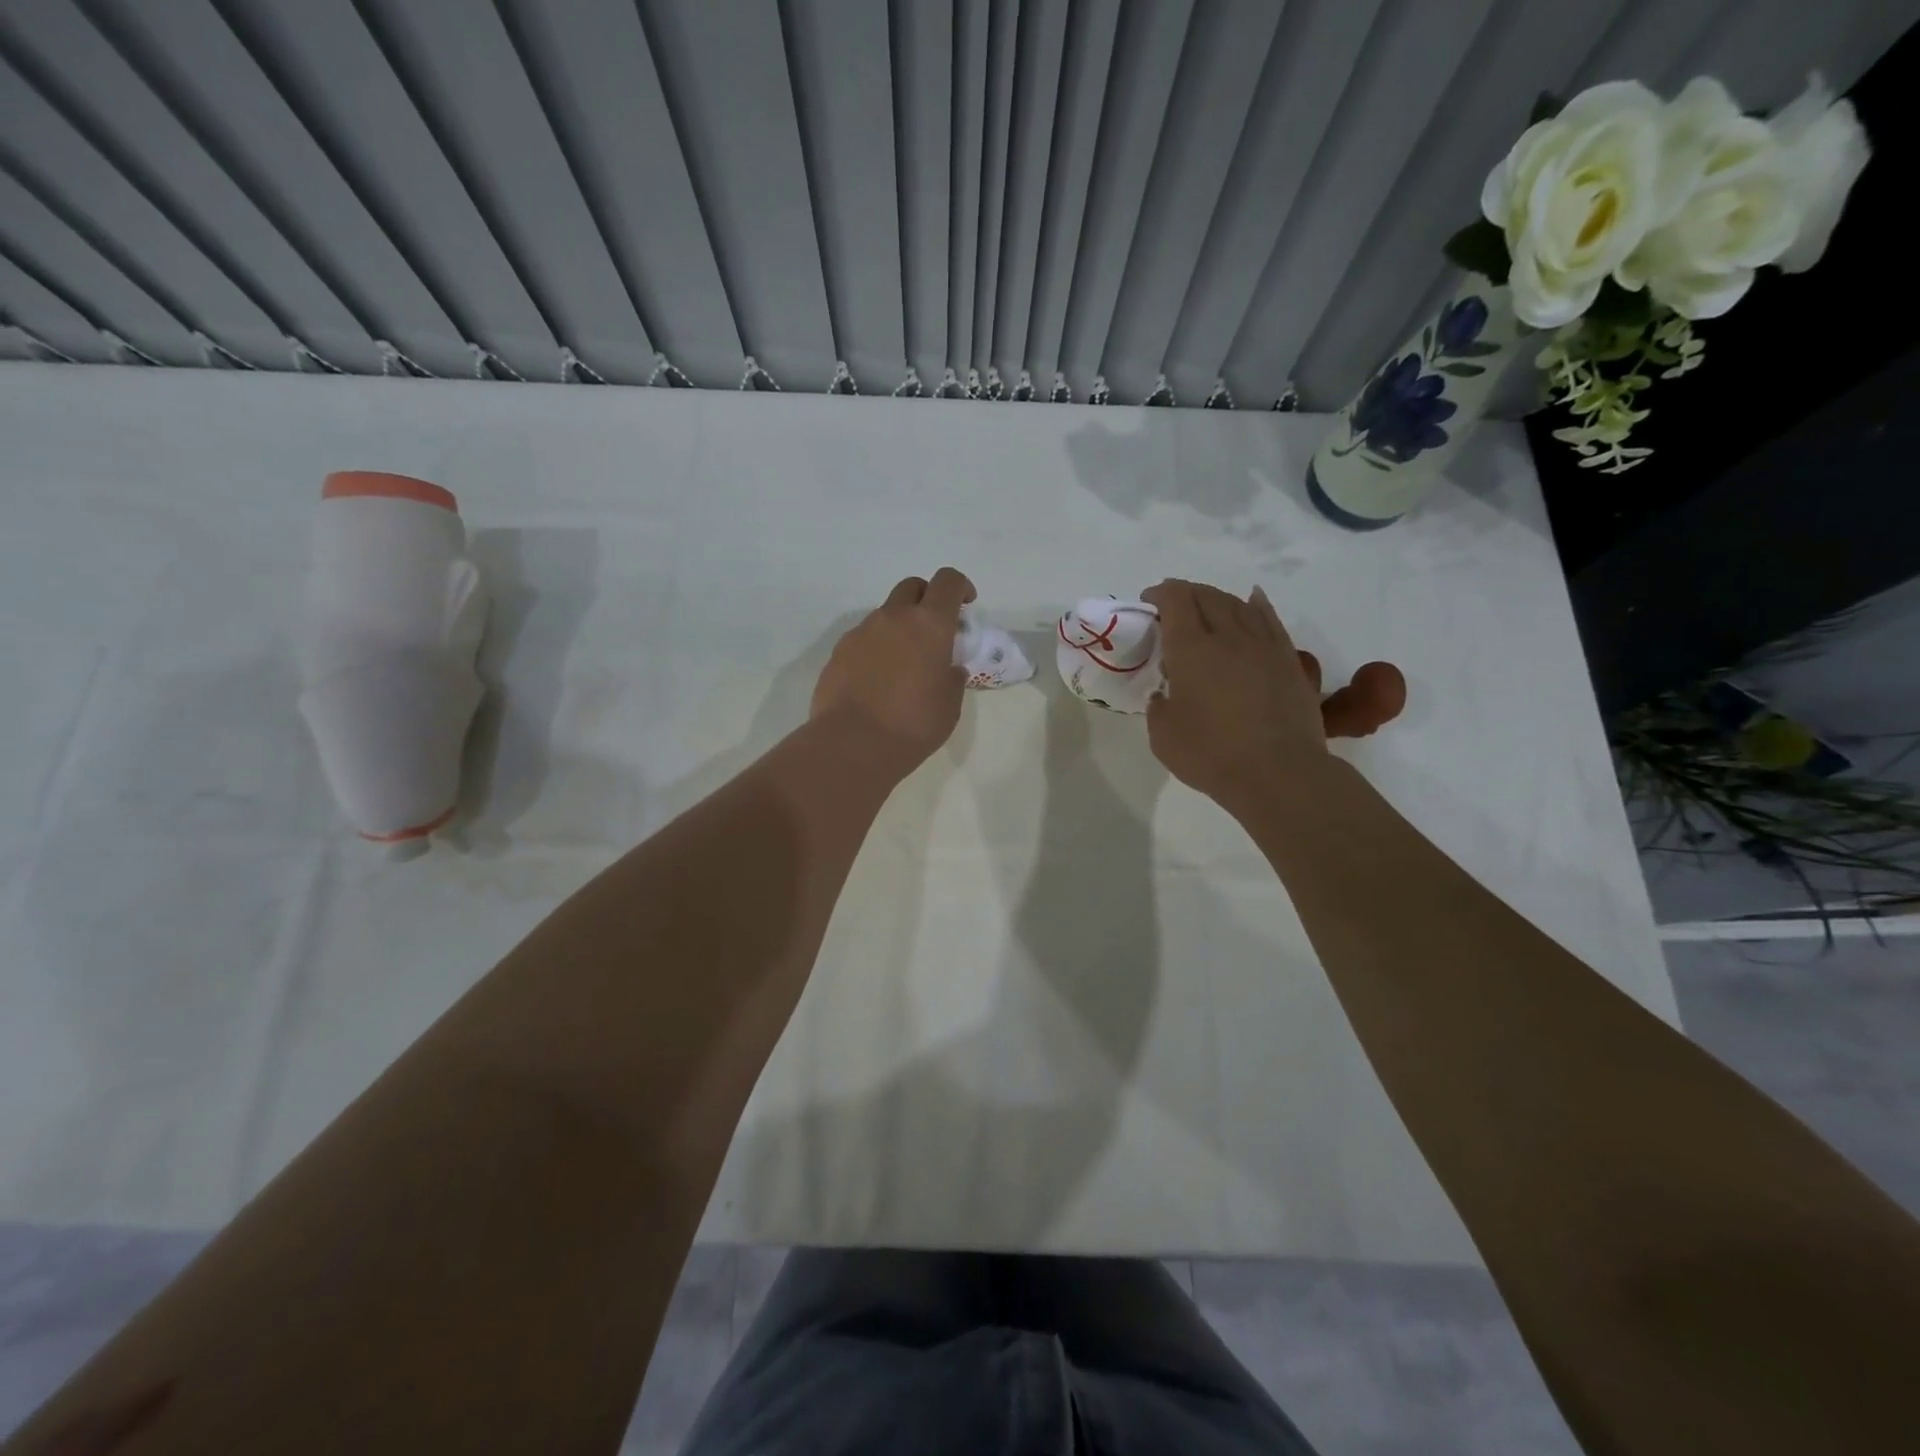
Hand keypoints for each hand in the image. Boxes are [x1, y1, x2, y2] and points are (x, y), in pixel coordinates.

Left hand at [811, 567, 975, 773]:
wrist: (853, 744)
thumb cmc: (913, 724)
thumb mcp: (949, 706)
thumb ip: (952, 679)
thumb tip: (949, 669)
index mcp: (929, 624)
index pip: (948, 582)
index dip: (960, 587)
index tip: (966, 605)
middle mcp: (893, 618)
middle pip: (912, 587)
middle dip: (926, 599)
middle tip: (934, 630)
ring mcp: (862, 632)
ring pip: (885, 614)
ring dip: (899, 627)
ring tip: (903, 664)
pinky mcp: (838, 651)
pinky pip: (863, 638)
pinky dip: (875, 648)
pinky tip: (877, 680)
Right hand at [1142, 579, 1405, 814]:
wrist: (1279, 772)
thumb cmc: (1211, 755)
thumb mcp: (1163, 736)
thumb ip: (1159, 707)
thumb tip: (1165, 695)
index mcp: (1190, 649)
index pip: (1175, 601)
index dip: (1160, 594)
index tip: (1148, 602)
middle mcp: (1228, 636)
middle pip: (1207, 596)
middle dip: (1186, 593)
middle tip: (1173, 605)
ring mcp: (1263, 646)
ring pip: (1239, 604)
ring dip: (1218, 598)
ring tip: (1207, 606)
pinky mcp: (1288, 660)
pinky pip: (1271, 620)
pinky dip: (1257, 605)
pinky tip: (1253, 600)